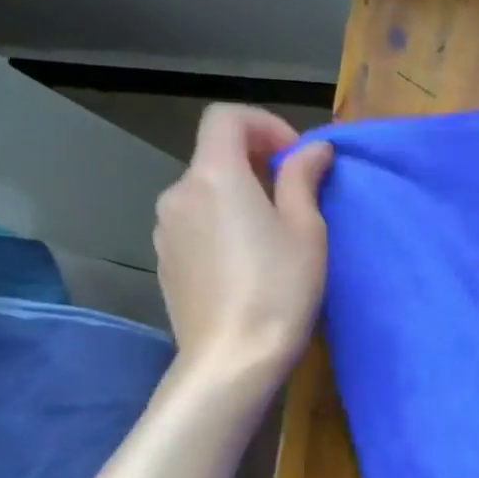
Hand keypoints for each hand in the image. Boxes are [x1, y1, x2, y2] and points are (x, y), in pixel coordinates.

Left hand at [152, 104, 333, 381]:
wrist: (231, 359)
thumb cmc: (279, 287)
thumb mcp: (306, 228)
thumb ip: (303, 177)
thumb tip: (313, 149)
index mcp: (214, 177)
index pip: (226, 118)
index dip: (265, 124)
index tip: (295, 157)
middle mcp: (179, 194)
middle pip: (215, 155)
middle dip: (258, 162)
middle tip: (297, 197)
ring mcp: (165, 229)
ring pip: (206, 191)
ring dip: (240, 194)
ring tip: (275, 233)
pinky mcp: (165, 261)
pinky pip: (196, 222)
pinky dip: (222, 222)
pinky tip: (248, 261)